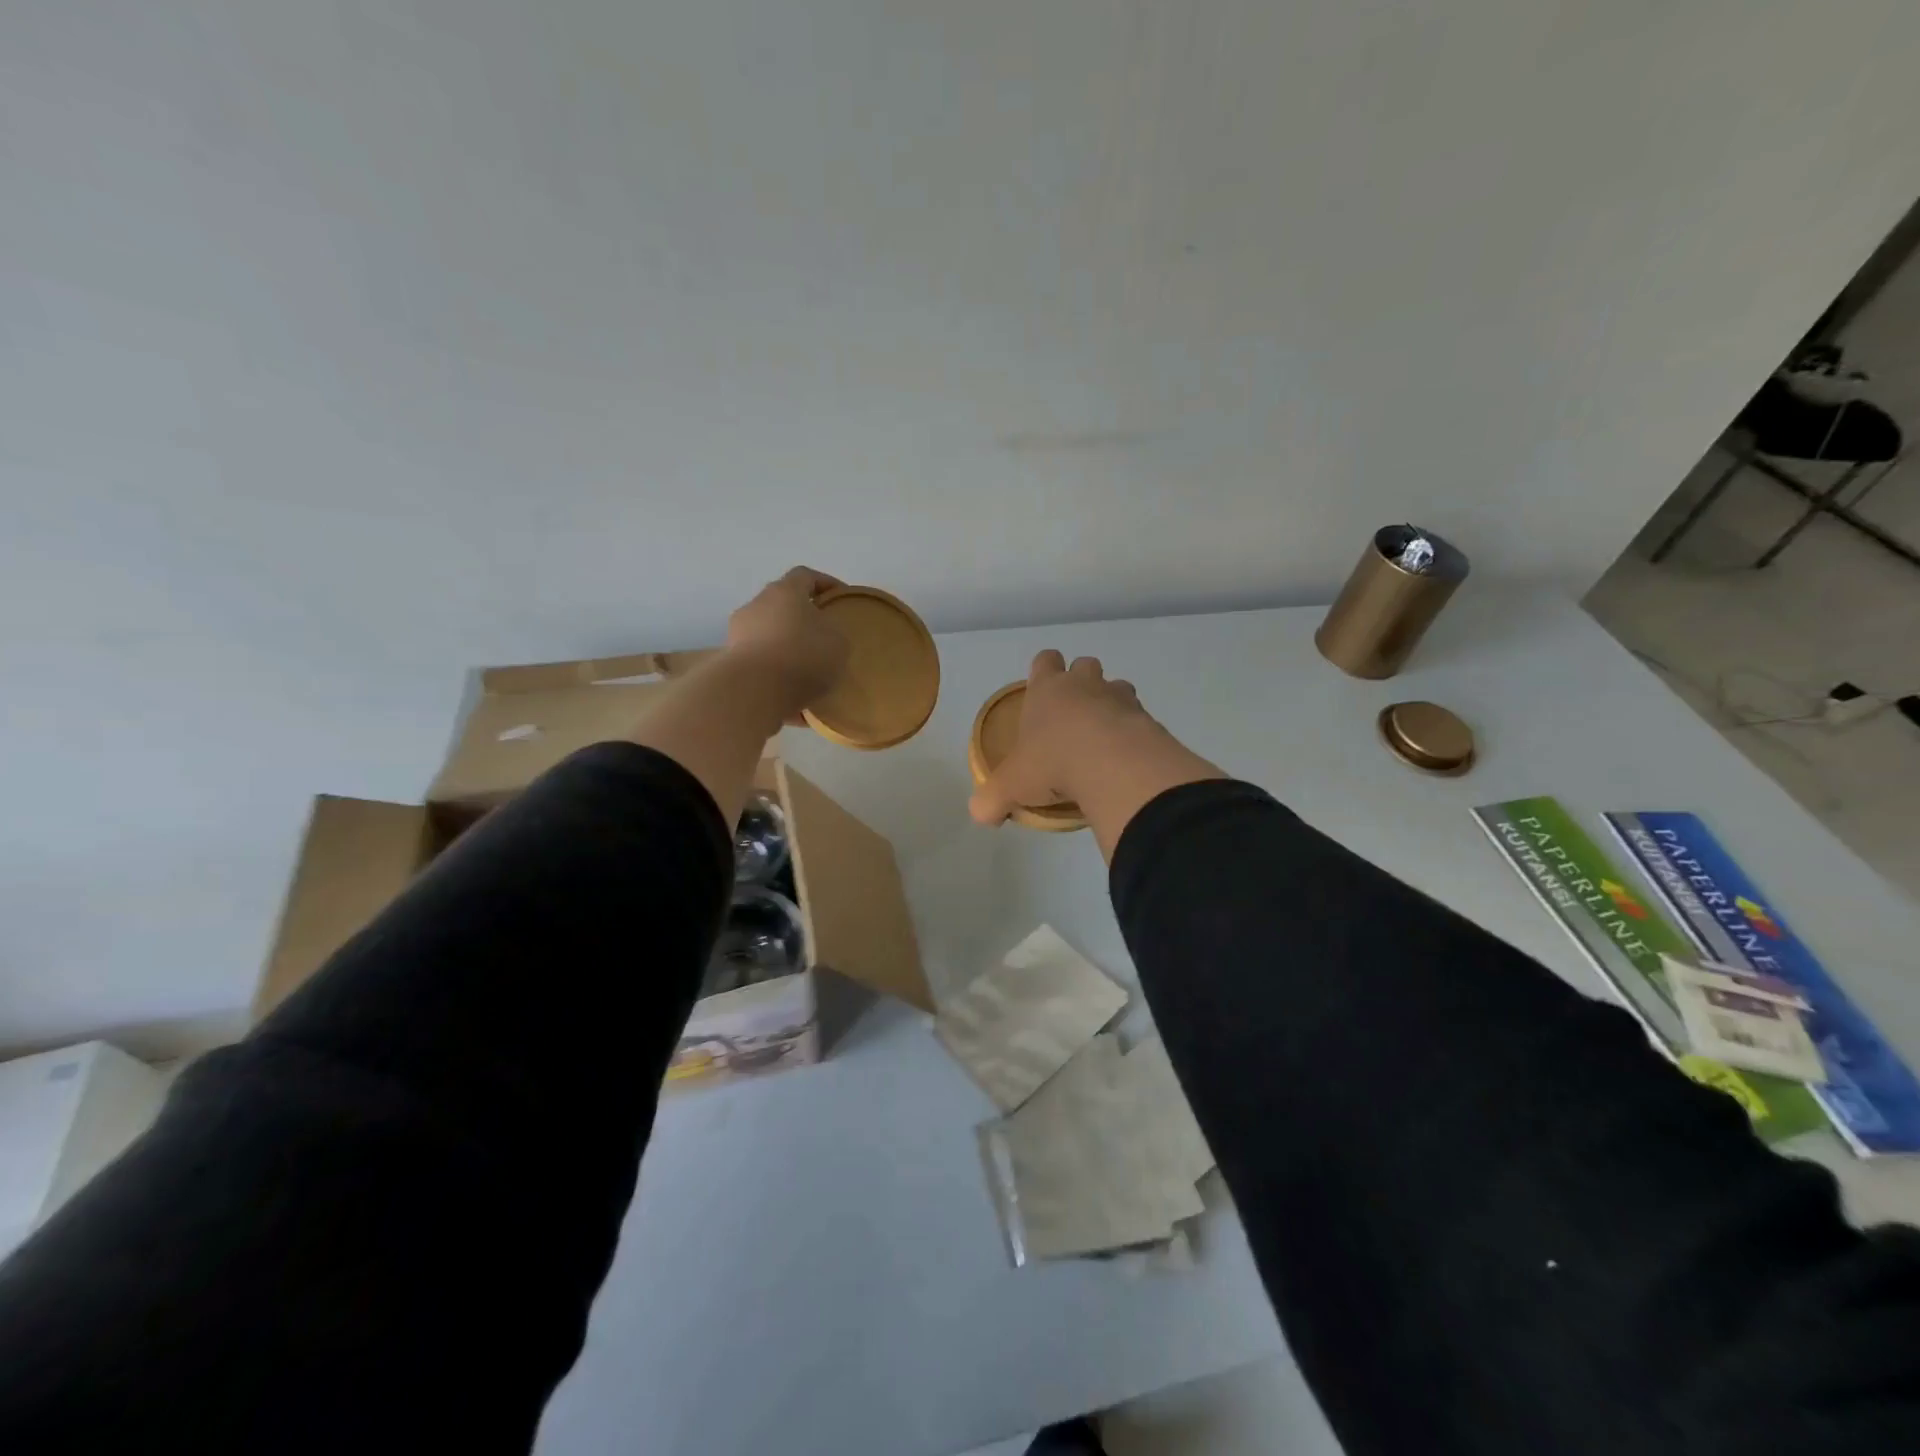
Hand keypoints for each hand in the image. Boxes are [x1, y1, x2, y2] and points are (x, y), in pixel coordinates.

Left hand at [725, 566, 850, 720]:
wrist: (754, 691)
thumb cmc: (802, 656)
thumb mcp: (838, 643)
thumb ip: (833, 632)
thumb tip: (822, 635)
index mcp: (785, 591)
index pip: (805, 575)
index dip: (825, 583)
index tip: (840, 597)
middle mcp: (757, 604)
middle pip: (783, 603)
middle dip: (803, 616)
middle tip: (823, 635)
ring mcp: (739, 632)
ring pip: (769, 633)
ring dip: (787, 646)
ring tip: (807, 670)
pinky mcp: (731, 661)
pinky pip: (760, 661)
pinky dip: (774, 671)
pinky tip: (791, 693)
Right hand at [968, 651, 1151, 823]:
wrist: (1113, 766)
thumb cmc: (1052, 763)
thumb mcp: (1011, 786)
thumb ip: (992, 799)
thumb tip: (981, 814)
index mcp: (1047, 689)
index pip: (1045, 661)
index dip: (1043, 671)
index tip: (1042, 692)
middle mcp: (1084, 685)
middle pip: (1084, 664)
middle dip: (1080, 683)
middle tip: (1072, 717)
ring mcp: (1119, 698)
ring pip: (1117, 686)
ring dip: (1110, 705)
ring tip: (1102, 738)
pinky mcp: (1147, 719)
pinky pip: (1139, 718)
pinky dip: (1132, 732)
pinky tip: (1124, 759)